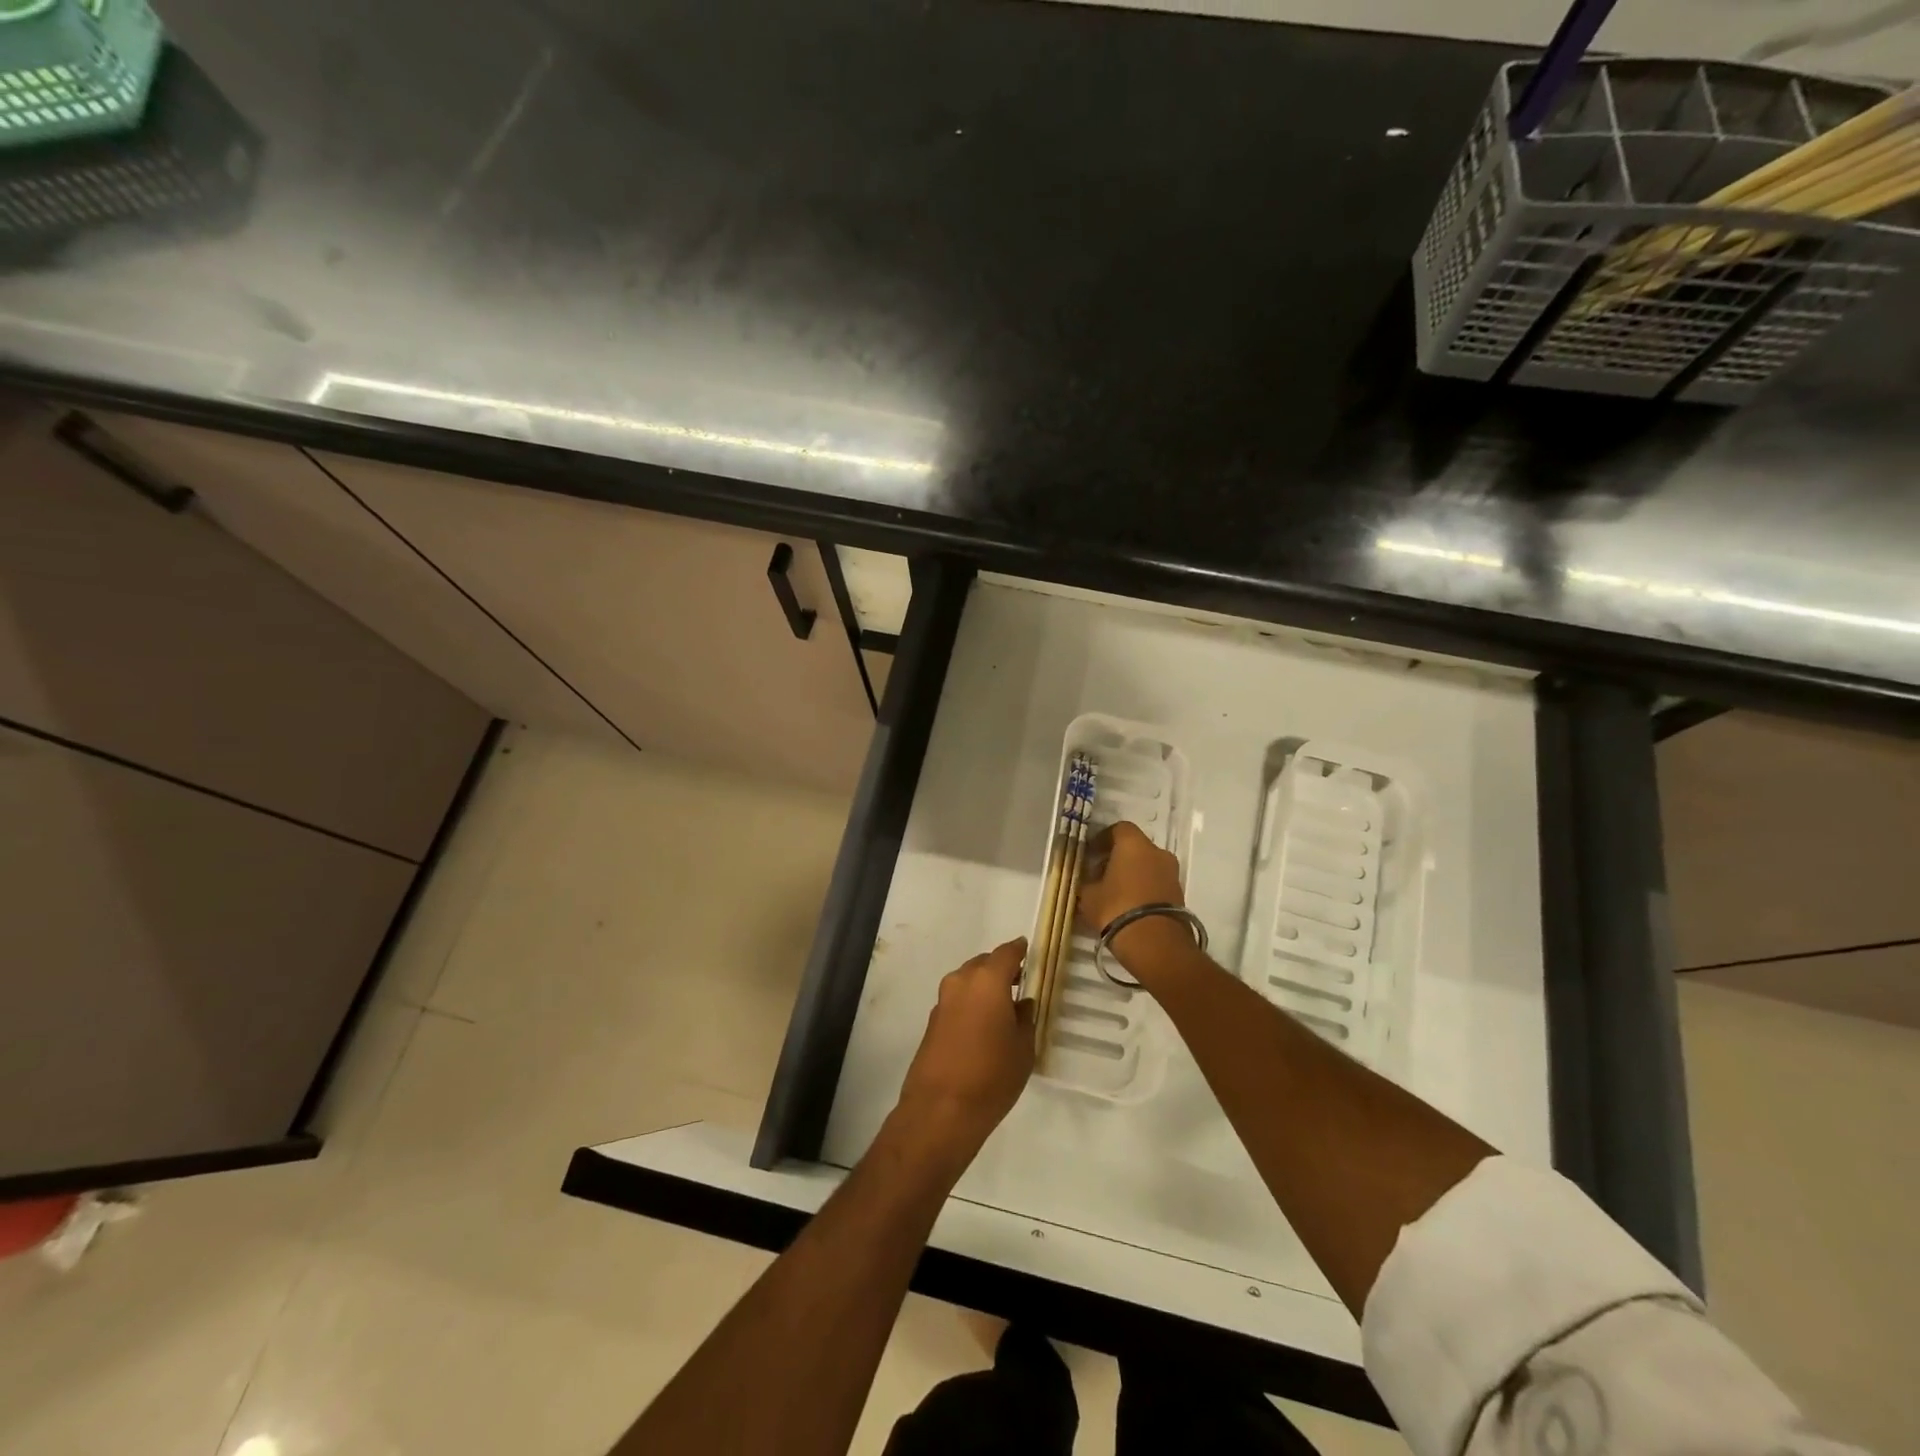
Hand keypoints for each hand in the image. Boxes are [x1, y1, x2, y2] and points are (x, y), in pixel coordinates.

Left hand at [894, 939, 1034, 1156]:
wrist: (941, 1109)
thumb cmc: (992, 1075)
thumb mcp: (1023, 1048)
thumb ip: (1025, 1018)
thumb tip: (1022, 1003)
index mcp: (987, 980)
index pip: (1007, 952)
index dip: (1020, 951)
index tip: (1030, 952)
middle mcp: (961, 981)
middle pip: (984, 964)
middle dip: (1001, 970)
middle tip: (1020, 983)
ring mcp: (943, 1000)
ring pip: (968, 981)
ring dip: (984, 987)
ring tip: (1003, 1007)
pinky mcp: (932, 1021)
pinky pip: (957, 1000)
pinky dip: (971, 1003)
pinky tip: (983, 1026)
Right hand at [1076, 821, 1183, 933]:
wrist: (1155, 943)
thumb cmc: (1116, 908)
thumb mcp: (1089, 896)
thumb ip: (1086, 882)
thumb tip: (1086, 880)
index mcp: (1134, 844)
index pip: (1118, 829)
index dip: (1103, 839)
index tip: (1091, 853)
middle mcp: (1157, 852)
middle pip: (1135, 847)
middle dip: (1118, 857)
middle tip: (1101, 874)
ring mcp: (1171, 873)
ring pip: (1148, 865)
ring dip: (1133, 873)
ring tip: (1115, 892)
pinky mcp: (1179, 893)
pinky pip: (1157, 882)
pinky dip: (1144, 887)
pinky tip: (1130, 904)